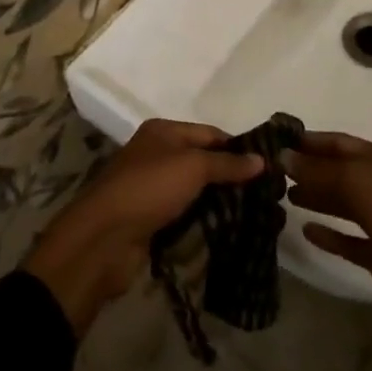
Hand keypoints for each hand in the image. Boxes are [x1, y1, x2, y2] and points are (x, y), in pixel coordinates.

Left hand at [22, 119, 261, 334]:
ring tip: (252, 215)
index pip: (210, 133)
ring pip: (194, 191)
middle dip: (231, 177)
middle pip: (202, 161)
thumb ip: (227, 163)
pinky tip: (225, 231)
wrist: (103, 238)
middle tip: (265, 196)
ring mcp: (152, 188)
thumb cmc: (149, 188)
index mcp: (163, 132)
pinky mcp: (151, 219)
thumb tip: (261, 159)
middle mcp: (157, 154)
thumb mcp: (192, 167)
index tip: (267, 167)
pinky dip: (202, 221)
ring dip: (218, 202)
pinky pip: (184, 214)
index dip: (238, 148)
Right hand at [284, 131, 371, 316]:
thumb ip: (318, 169)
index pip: (340, 143)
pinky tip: (305, 230)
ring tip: (284, 196)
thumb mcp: (356, 179)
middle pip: (338, 172)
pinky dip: (328, 234)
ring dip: (315, 197)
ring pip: (341, 203)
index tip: (278, 141)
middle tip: (274, 171)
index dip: (311, 141)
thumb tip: (282, 156)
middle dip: (309, 169)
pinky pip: (346, 240)